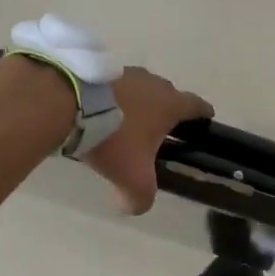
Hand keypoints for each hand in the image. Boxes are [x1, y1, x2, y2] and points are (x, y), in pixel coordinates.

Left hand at [85, 68, 212, 214]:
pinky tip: (102, 112)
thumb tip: (134, 206)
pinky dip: (114, 98)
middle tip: (161, 129)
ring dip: (138, 103)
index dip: (203, 113)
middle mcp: (152, 83)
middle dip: (167, 109)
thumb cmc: (113, 138)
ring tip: (128, 122)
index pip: (196, 105)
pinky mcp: (99, 69)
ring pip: (140, 88)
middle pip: (168, 94)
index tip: (206, 119)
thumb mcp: (132, 179)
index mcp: (169, 104)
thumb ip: (140, 198)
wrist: (68, 103)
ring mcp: (125, 72)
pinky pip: (114, 86)